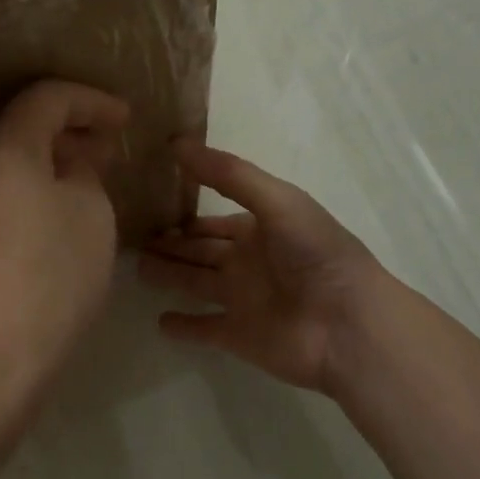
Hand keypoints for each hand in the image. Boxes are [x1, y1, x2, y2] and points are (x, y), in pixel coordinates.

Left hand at [0, 80, 129, 414]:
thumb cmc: (49, 276)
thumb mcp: (90, 215)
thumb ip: (84, 174)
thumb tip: (70, 164)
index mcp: (2, 148)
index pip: (46, 97)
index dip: (91, 100)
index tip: (125, 119)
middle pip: (20, 129)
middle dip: (69, 132)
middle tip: (108, 151)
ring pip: (6, 167)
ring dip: (48, 167)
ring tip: (87, 186)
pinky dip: (29, 196)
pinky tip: (55, 222)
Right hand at [140, 142, 384, 393]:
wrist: (348, 324)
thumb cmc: (315, 254)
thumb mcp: (276, 201)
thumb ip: (229, 175)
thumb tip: (176, 143)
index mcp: (260, 229)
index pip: (213, 220)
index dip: (186, 213)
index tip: (150, 204)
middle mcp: (248, 263)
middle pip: (200, 251)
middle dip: (171, 244)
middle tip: (131, 237)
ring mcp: (242, 301)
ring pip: (195, 285)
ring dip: (169, 276)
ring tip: (136, 268)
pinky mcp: (237, 336)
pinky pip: (204, 329)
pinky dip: (183, 326)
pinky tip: (159, 321)